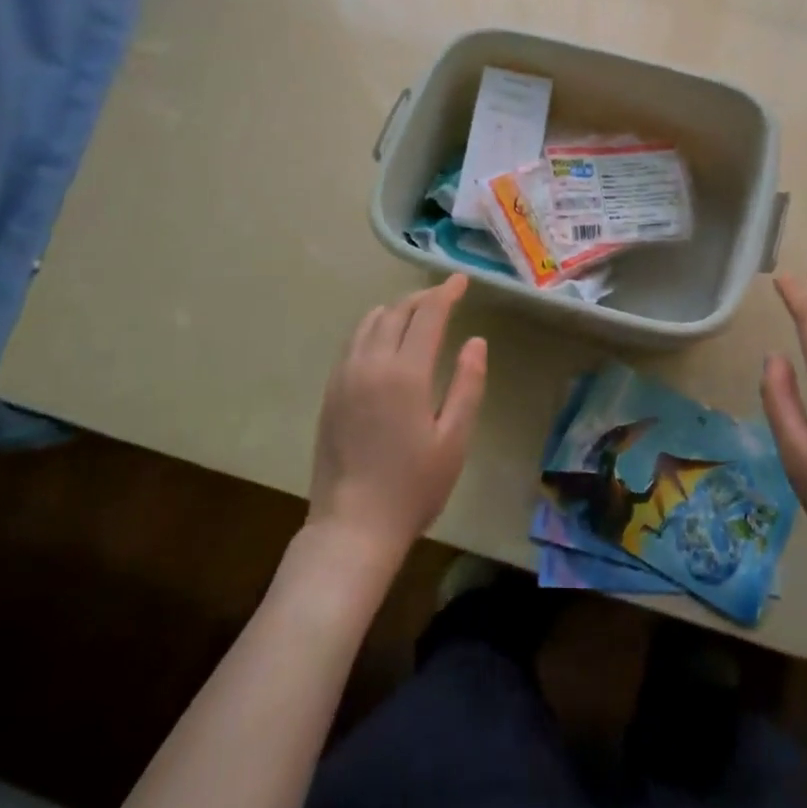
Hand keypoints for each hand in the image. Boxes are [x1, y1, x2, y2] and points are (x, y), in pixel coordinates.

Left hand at [307, 276, 488, 570]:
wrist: (352, 527)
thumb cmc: (413, 486)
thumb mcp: (454, 439)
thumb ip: (467, 384)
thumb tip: (475, 341)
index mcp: (405, 373)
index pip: (427, 315)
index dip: (446, 293)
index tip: (461, 280)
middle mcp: (370, 364)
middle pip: (396, 312)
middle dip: (422, 298)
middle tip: (444, 296)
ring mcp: (345, 376)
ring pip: (369, 323)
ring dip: (395, 310)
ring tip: (416, 313)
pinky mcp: (331, 392)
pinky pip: (353, 343)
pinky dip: (373, 328)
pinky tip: (385, 341)